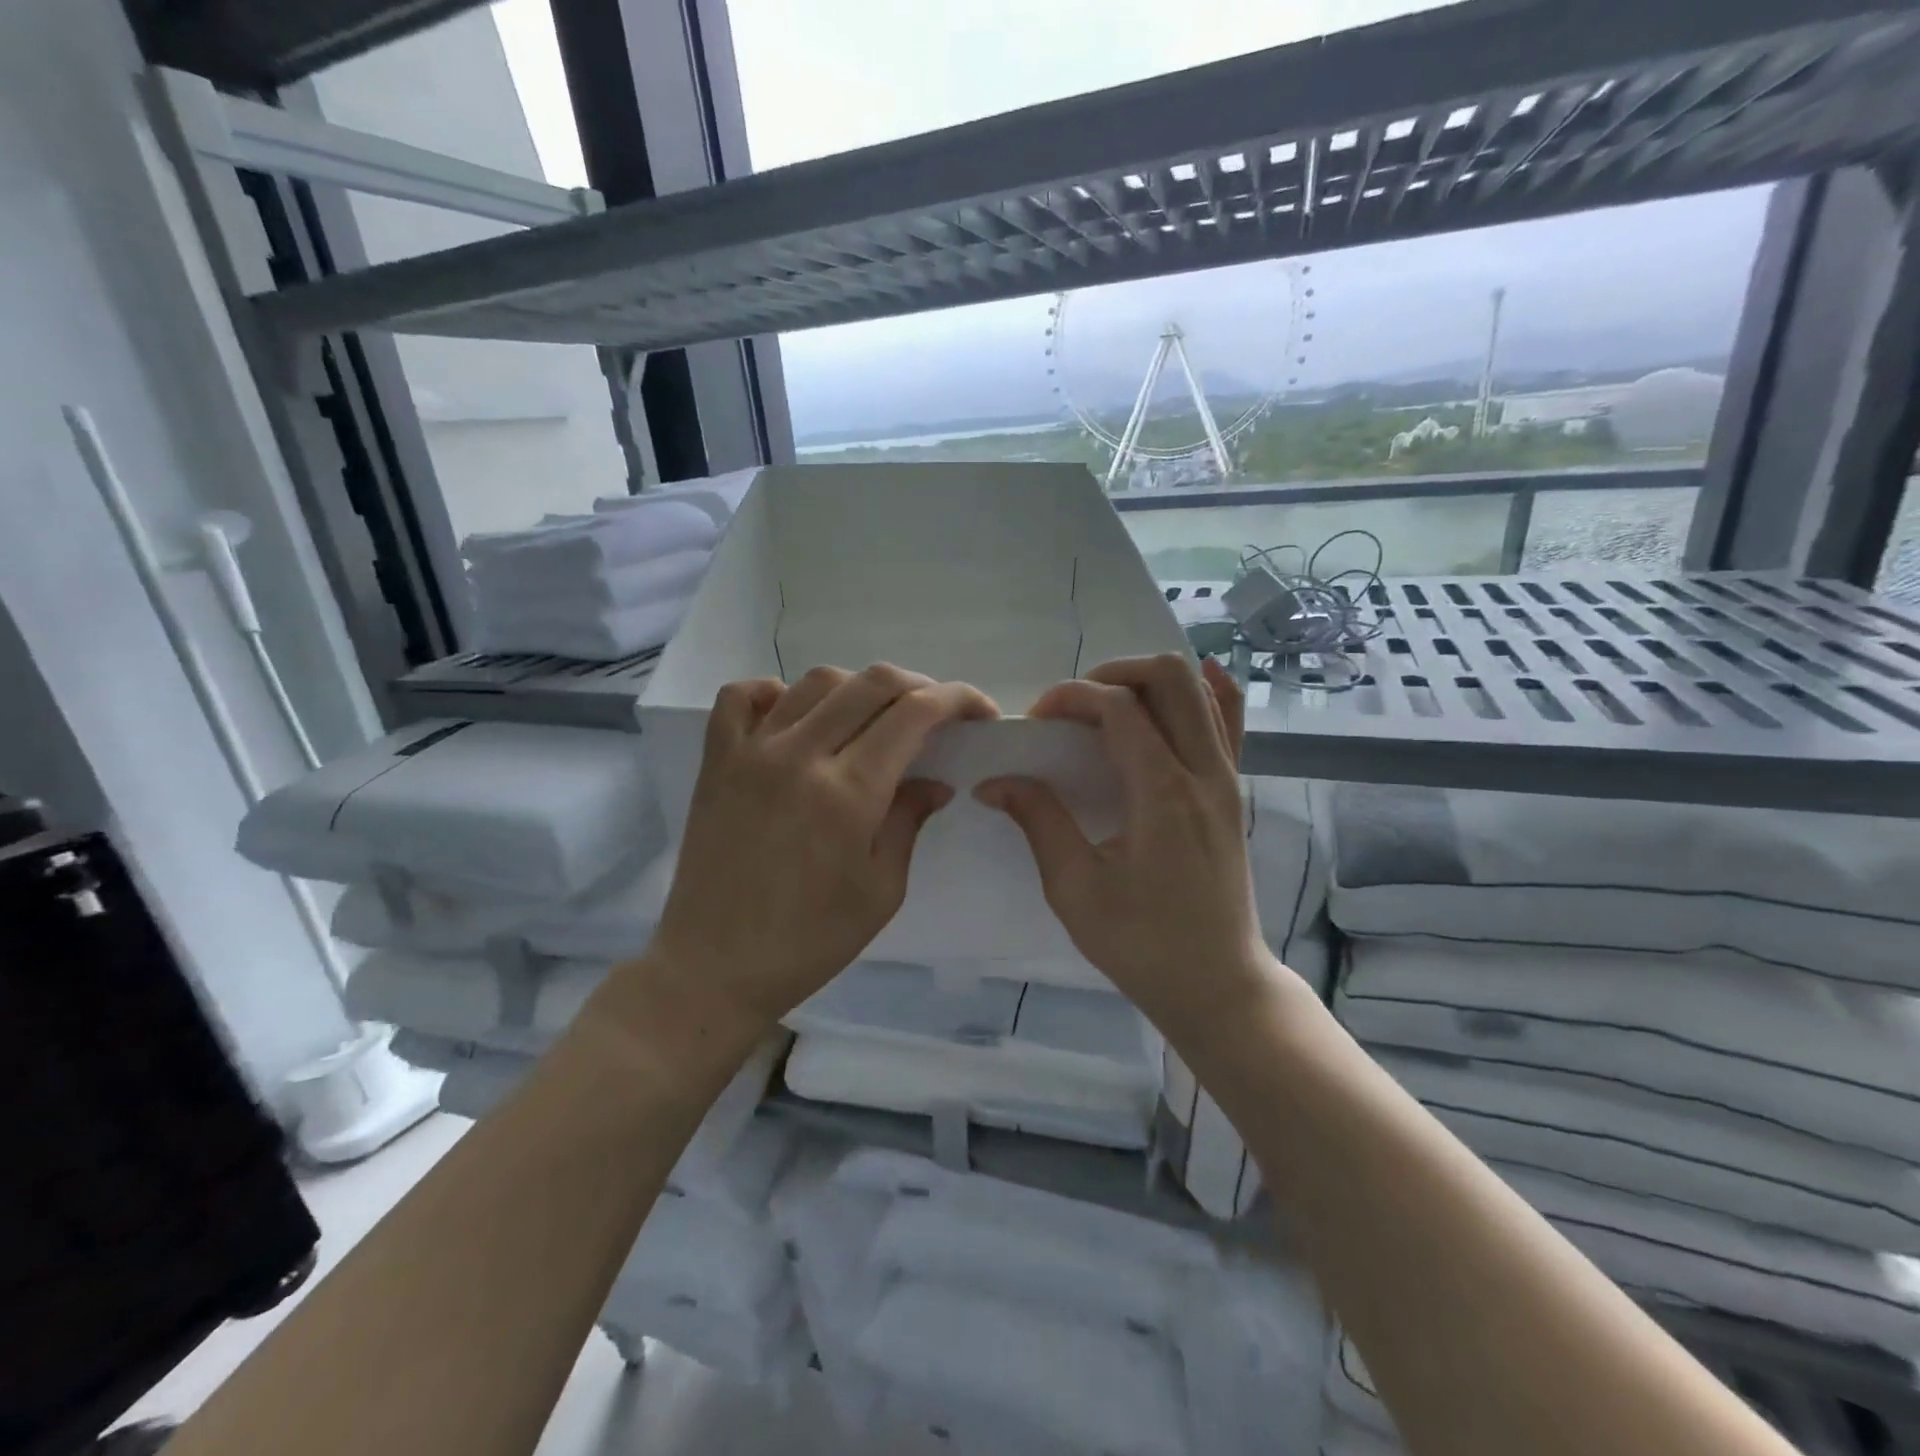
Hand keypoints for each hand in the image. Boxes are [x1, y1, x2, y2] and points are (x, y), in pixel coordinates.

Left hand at [648, 664, 998, 1028]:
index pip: (914, 713)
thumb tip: (935, 780)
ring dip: (858, 688)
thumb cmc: (810, 940)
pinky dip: (775, 691)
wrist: (715, 966)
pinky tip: (794, 715)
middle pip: (871, 683)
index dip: (956, 699)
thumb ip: (909, 822)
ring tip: (873, 717)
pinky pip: (742, 697)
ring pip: (815, 682)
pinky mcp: (717, 760)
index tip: (979, 712)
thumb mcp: (882, 891)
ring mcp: (751, 752)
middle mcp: (800, 756)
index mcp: (849, 792)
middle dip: (919, 685)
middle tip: (936, 712)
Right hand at [976, 655, 1284, 1041]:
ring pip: (1200, 692)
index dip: (1071, 697)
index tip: (1037, 720)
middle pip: (1170, 676)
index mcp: (1162, 791)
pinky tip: (1182, 693)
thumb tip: (994, 782)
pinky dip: (1205, 696)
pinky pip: (1228, 723)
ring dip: (1148, 684)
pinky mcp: (1233, 793)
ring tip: (1107, 710)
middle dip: (1113, 674)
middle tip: (1075, 708)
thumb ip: (1039, 821)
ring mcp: (1227, 779)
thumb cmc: (1142, 943)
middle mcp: (1204, 771)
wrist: (1218, 985)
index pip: (1118, 706)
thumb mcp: (1075, 888)